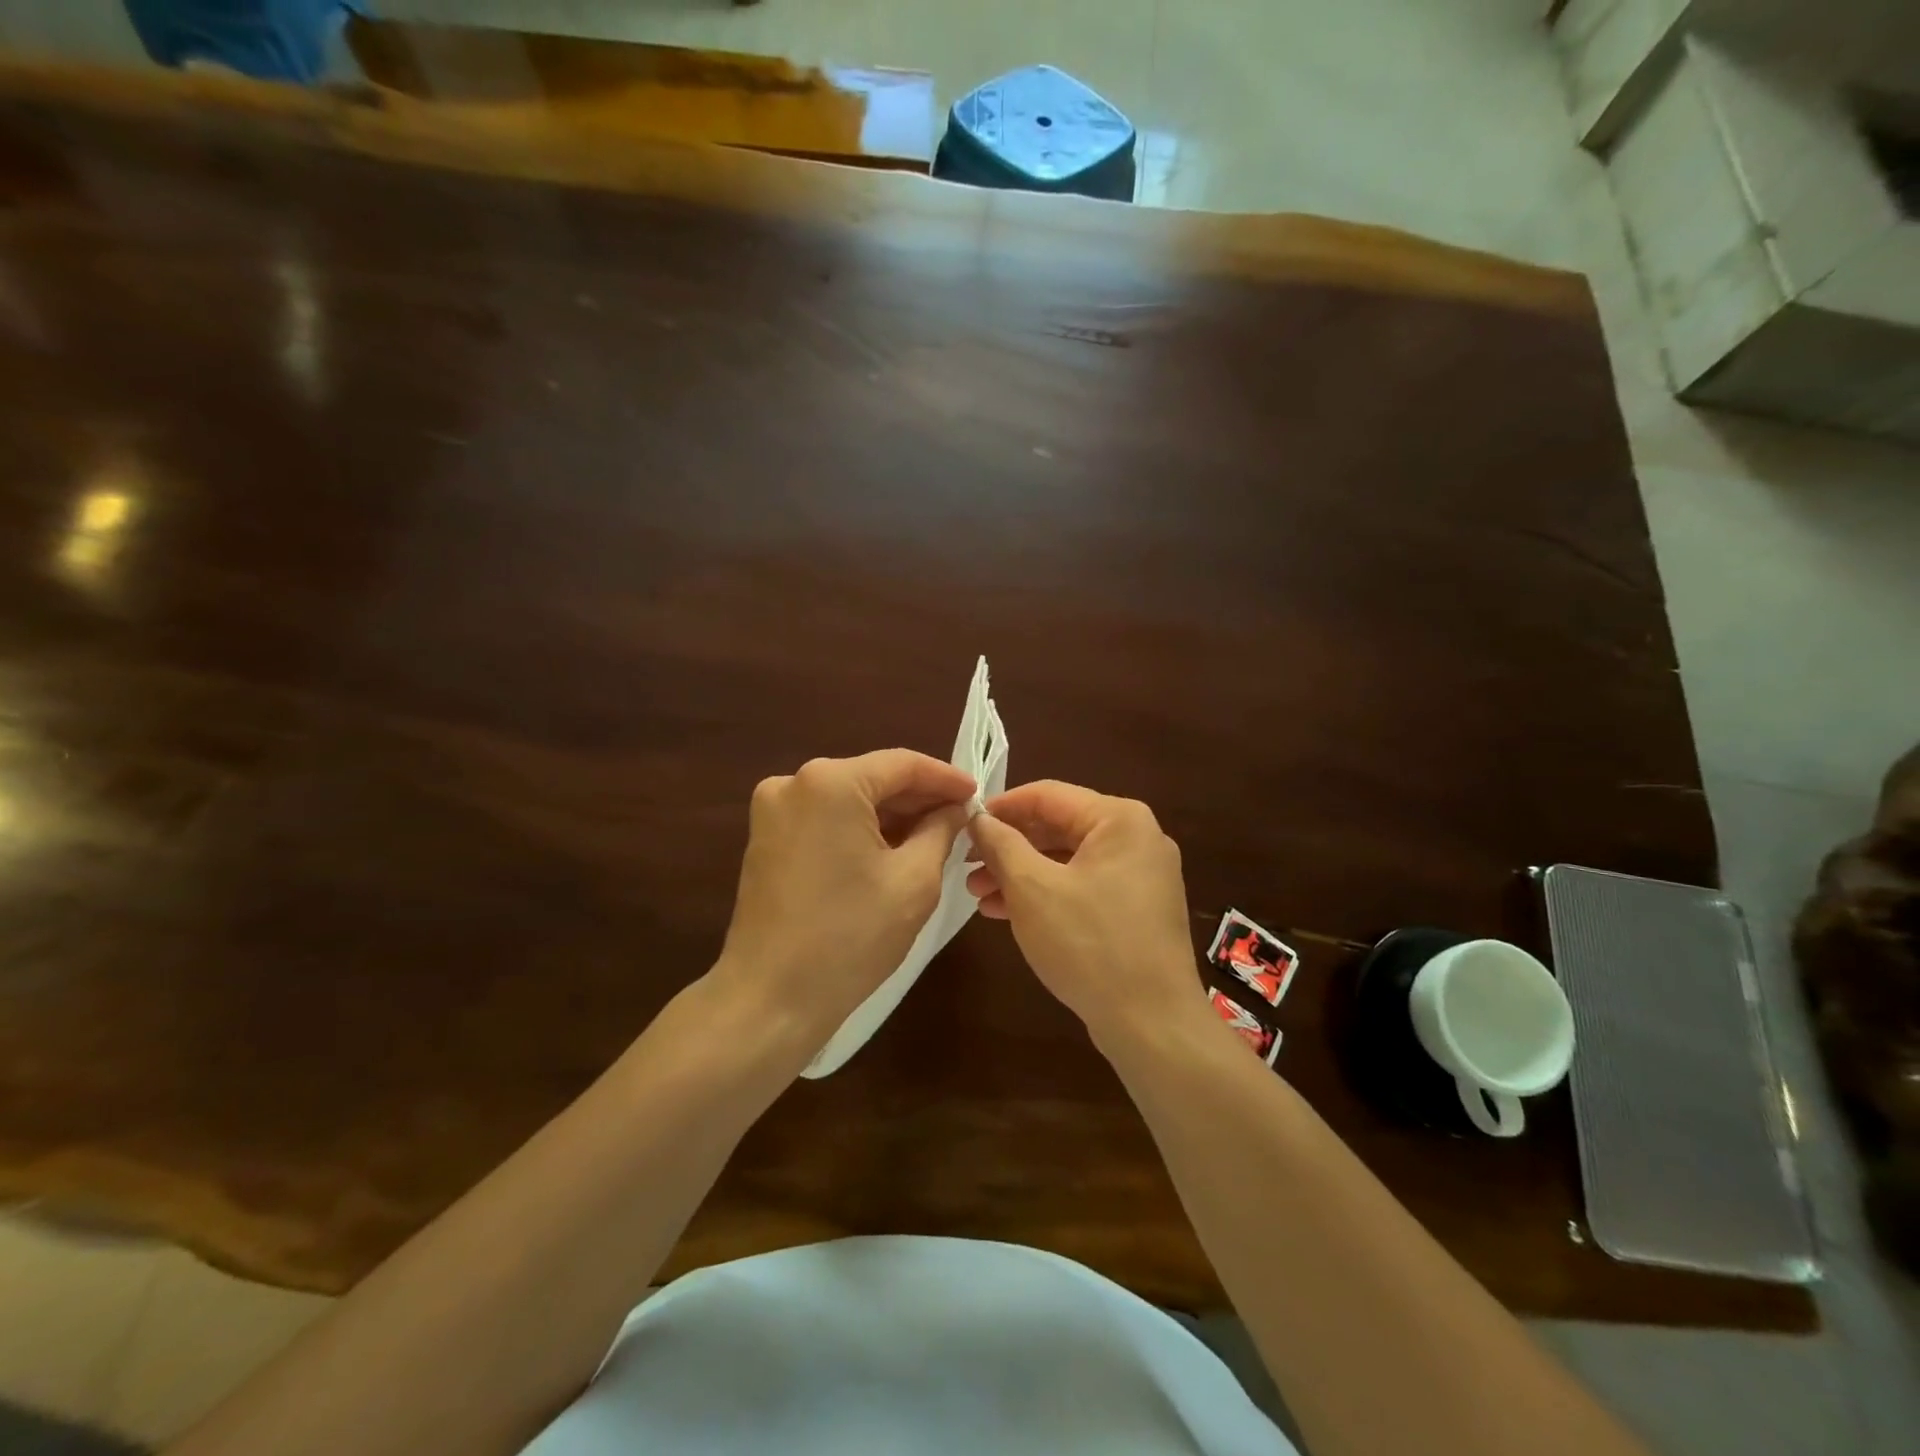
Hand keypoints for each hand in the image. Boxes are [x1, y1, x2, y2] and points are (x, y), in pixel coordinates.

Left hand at [713, 749, 974, 1045]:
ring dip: (891, 815)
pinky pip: (825, 819)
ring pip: (849, 799)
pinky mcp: (766, 838)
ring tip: (935, 835)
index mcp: (830, 782)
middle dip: (918, 798)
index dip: (945, 778)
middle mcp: (794, 782)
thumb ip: (941, 830)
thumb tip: (954, 809)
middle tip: (961, 818)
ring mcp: (773, 810)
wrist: (771, 998)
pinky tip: (893, 849)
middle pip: (872, 778)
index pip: (902, 764)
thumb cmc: (851, 937)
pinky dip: (860, 829)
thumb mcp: (915, 880)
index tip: (978, 794)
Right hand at [967, 781, 1203, 1045]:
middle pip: (1058, 827)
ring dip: (1021, 874)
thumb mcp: (1032, 889)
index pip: (1047, 795)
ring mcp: (1141, 875)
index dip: (1000, 808)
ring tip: (978, 894)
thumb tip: (978, 818)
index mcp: (1119, 819)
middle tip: (966, 866)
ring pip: (1068, 860)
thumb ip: (1002, 845)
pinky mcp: (1137, 909)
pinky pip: (1083, 886)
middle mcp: (1137, 837)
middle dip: (1008, 848)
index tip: (963, 824)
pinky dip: (1047, 894)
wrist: (1152, 1024)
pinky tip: (1006, 912)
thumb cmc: (1089, 945)